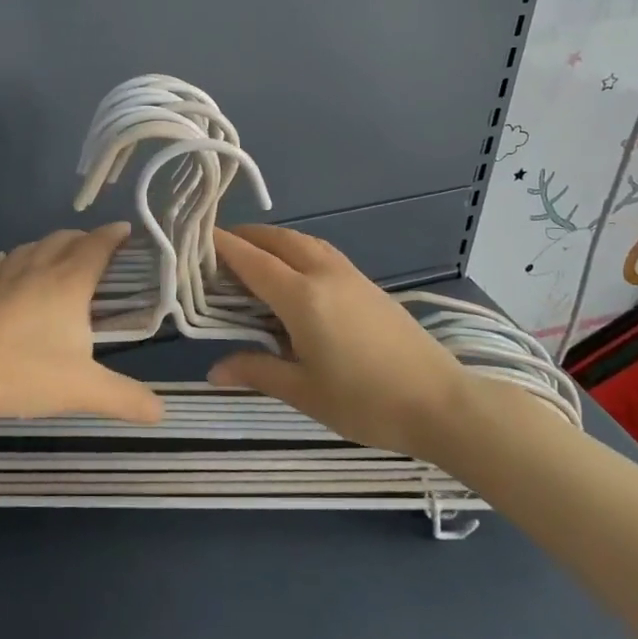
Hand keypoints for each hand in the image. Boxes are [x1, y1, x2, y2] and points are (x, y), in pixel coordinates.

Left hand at [0, 224, 165, 426]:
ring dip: (51, 245)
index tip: (127, 231)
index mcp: (69, 283)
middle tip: (99, 250)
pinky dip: (13, 260)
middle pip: (65, 239)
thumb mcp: (83, 390)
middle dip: (85, 239)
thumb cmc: (23, 372)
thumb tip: (162, 412)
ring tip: (59, 257)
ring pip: (32, 246)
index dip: (114, 236)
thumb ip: (125, 398)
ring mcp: (2, 277)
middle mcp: (37, 269)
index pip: (97, 246)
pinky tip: (10, 267)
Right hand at [209, 225, 471, 457]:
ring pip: (303, 241)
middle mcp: (324, 274)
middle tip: (217, 248)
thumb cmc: (366, 402)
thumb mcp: (304, 392)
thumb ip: (257, 371)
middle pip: (278, 240)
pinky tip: (292, 272)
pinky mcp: (368, 285)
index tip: (196, 236)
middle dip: (246, 236)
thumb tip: (213, 370)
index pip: (252, 261)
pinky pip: (321, 252)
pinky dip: (296, 250)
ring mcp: (350, 276)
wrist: (441, 403)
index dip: (222, 246)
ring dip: (273, 240)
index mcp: (303, 297)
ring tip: (250, 255)